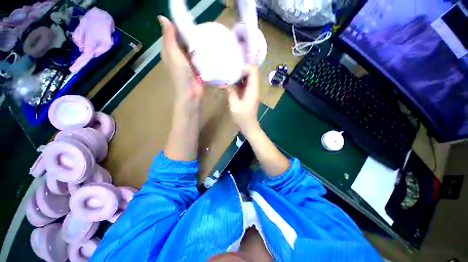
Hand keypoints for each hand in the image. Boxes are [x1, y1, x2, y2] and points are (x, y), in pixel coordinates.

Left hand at [159, 16, 202, 102]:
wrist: (192, 93)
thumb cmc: (181, 75)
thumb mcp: (173, 54)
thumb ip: (169, 38)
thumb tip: (162, 17)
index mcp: (169, 50)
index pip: (172, 32)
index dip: (178, 24)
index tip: (189, 18)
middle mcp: (178, 54)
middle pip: (183, 39)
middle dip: (190, 32)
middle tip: (200, 25)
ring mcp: (188, 61)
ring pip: (191, 46)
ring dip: (196, 41)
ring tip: (205, 33)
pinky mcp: (197, 66)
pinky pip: (198, 55)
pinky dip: (201, 50)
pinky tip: (207, 45)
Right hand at [225, 65, 259, 133]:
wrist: (249, 125)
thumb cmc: (242, 117)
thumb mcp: (234, 105)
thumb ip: (230, 92)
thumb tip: (224, 83)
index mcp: (252, 90)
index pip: (253, 72)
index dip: (247, 64)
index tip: (237, 58)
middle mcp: (254, 88)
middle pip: (251, 72)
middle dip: (243, 65)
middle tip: (233, 59)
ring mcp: (252, 91)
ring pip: (248, 77)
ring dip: (241, 72)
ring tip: (231, 65)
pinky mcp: (248, 94)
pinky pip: (245, 83)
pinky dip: (239, 79)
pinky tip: (231, 77)